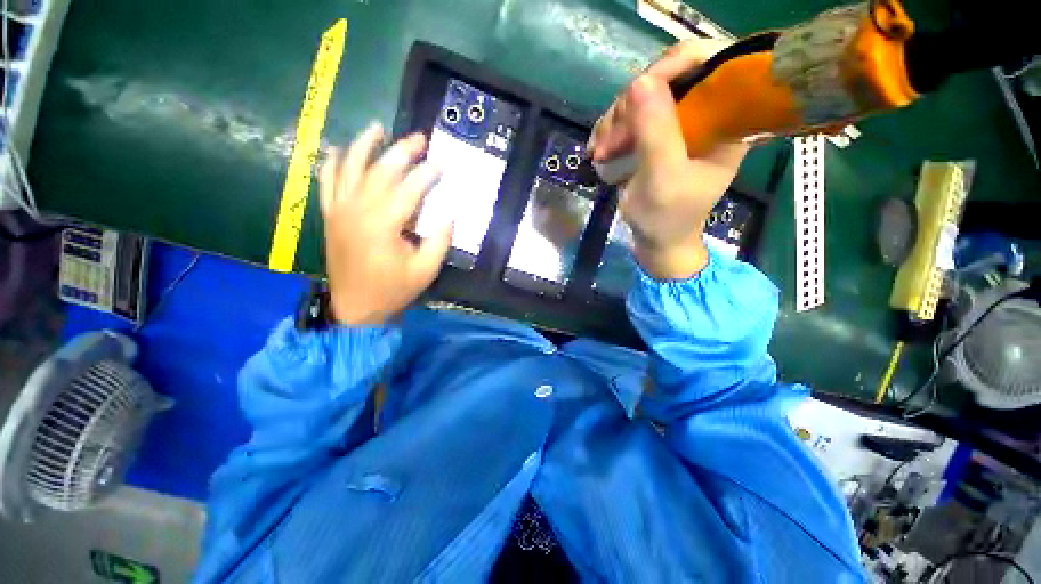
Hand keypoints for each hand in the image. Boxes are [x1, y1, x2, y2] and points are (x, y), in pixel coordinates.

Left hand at [319, 123, 451, 325]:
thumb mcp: (424, 271)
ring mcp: (340, 210)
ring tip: (377, 128)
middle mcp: (359, 209)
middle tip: (420, 139)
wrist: (352, 309)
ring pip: (350, 167)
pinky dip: (330, 165)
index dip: (429, 173)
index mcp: (384, 224)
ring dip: (363, 145)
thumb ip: (440, 240)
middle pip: (382, 169)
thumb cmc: (390, 291)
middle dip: (403, 150)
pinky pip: (325, 184)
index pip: (411, 187)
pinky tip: (337, 150)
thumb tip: (449, 211)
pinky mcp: (330, 215)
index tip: (441, 166)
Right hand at [587, 40, 748, 279]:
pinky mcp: (663, 122)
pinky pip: (633, 104)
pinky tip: (601, 148)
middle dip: (635, 101)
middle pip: (671, 73)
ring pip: (646, 88)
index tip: (644, 83)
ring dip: (618, 116)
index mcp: (728, 122)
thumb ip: (657, 130)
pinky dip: (613, 123)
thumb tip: (642, 79)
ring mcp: (683, 115)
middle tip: (614, 139)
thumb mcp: (664, 177)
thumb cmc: (670, 216)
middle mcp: (709, 111)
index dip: (679, 61)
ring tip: (604, 152)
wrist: (659, 241)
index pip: (713, 64)